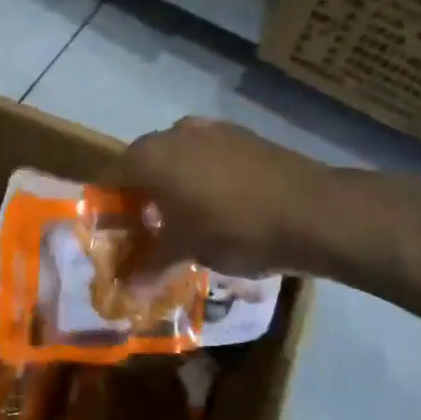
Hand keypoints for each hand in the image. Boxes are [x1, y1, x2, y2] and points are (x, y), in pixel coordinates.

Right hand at [109, 118, 332, 276]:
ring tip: (182, 219)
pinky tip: (217, 205)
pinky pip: (207, 155)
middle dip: (140, 194)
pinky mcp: (244, 136)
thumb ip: (151, 265)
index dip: (107, 205)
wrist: (313, 212)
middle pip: (142, 162)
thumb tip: (127, 290)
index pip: (110, 175)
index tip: (112, 231)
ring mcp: (213, 130)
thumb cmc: (234, 230)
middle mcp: (175, 133)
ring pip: (177, 157)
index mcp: (151, 156)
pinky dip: (202, 176)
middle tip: (145, 228)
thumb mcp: (186, 251)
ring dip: (173, 183)